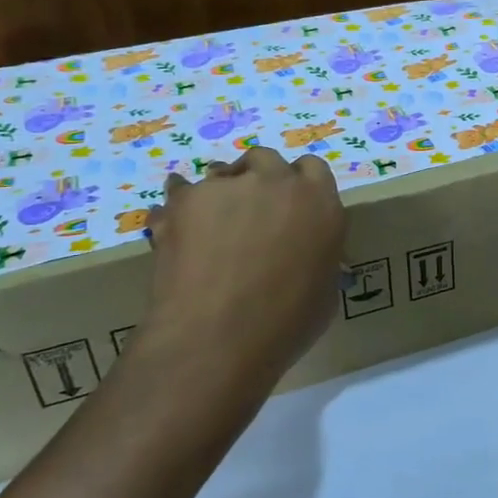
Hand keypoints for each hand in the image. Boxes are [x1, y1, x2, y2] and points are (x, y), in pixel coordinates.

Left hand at [139, 148, 345, 392]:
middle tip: (248, 212)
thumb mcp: (325, 292)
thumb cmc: (285, 324)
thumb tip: (307, 258)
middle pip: (266, 159)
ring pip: (220, 173)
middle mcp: (277, 181)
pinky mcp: (185, 200)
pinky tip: (172, 227)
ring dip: (218, 191)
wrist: (217, 338)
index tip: (290, 207)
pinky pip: (178, 192)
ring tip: (208, 225)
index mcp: (320, 201)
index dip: (299, 185)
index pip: (313, 169)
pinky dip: (177, 208)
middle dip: (257, 178)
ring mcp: (228, 186)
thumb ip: (319, 258)